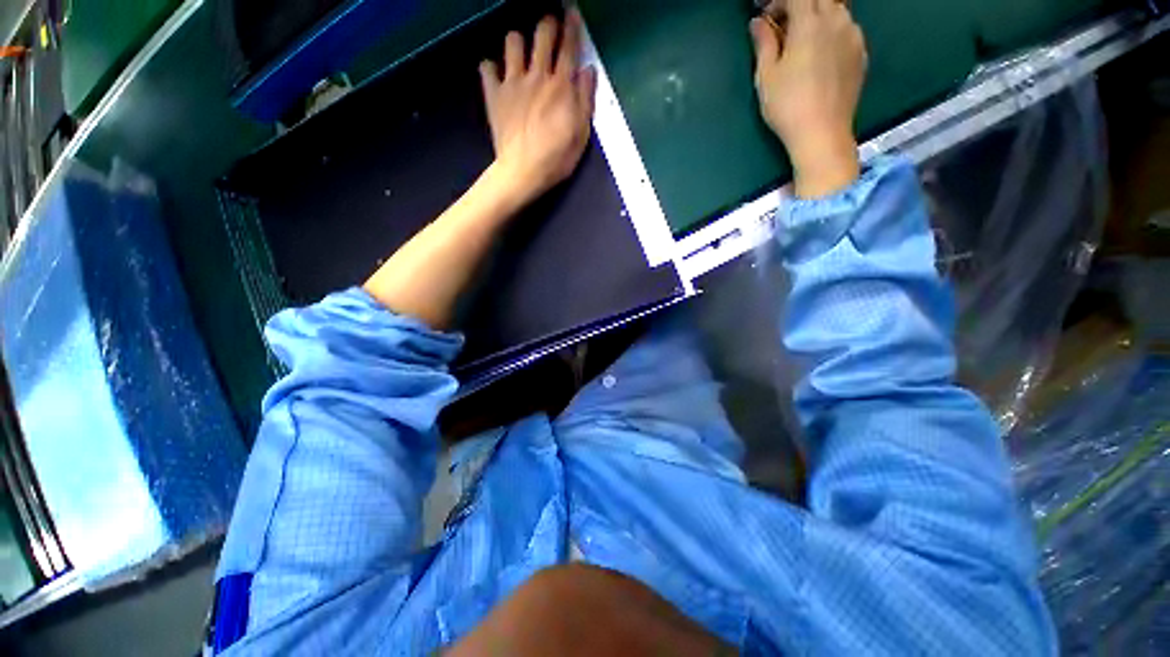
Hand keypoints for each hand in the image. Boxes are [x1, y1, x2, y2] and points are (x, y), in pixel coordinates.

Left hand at [480, 11, 597, 206]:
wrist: (523, 171)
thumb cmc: (557, 157)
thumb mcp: (581, 133)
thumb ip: (585, 100)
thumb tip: (588, 70)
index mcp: (561, 85)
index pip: (569, 46)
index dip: (572, 26)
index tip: (572, 12)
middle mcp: (537, 75)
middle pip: (542, 34)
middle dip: (548, 25)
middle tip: (550, 30)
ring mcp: (513, 82)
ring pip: (512, 42)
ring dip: (519, 43)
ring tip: (522, 55)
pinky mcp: (495, 95)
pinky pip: (486, 68)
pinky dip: (491, 68)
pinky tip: (497, 76)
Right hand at [750, 0, 867, 197]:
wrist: (822, 133)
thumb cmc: (788, 106)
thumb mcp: (767, 77)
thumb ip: (764, 44)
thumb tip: (758, 23)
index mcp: (810, 23)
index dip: (778, 1)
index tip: (764, 15)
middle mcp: (837, 20)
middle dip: (799, 5)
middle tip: (782, 25)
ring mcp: (853, 36)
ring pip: (836, 10)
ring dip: (817, 16)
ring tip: (801, 41)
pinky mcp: (861, 53)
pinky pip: (847, 29)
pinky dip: (831, 31)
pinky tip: (819, 54)